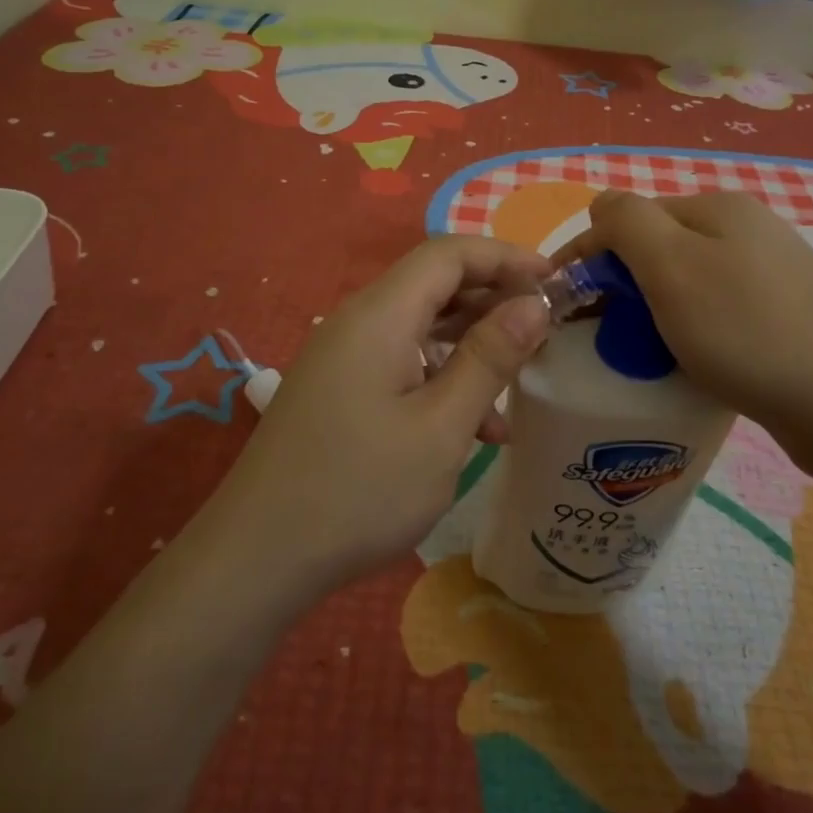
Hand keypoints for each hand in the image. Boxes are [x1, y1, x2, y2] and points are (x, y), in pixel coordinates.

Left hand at [201, 236, 551, 601]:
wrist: (257, 558)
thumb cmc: (359, 490)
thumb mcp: (441, 427)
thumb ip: (489, 358)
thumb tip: (534, 304)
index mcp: (380, 315)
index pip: (449, 253)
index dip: (506, 257)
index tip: (556, 280)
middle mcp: (357, 322)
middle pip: (434, 284)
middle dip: (493, 299)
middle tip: (545, 328)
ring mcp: (342, 356)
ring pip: (420, 327)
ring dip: (470, 345)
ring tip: (518, 383)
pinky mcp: (337, 389)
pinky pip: (399, 361)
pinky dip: (440, 377)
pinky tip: (474, 428)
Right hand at [556, 190, 812, 477]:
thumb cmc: (748, 332)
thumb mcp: (671, 265)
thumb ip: (625, 221)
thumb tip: (601, 206)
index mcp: (717, 207)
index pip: (627, 218)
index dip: (588, 257)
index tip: (562, 306)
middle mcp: (746, 229)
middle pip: (657, 249)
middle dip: (620, 286)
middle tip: (601, 337)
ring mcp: (770, 274)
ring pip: (684, 284)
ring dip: (651, 312)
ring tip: (640, 355)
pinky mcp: (784, 317)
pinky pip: (714, 314)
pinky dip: (687, 333)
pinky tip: (688, 363)